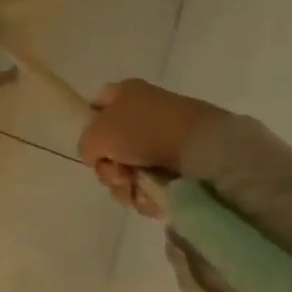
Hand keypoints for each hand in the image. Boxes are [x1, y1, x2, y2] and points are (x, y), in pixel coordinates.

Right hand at [76, 80, 222, 217]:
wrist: (205, 148)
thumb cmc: (144, 132)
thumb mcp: (96, 136)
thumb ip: (86, 146)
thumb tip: (99, 158)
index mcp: (126, 93)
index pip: (96, 107)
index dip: (89, 128)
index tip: (94, 149)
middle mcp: (146, 112)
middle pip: (112, 146)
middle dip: (110, 169)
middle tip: (118, 177)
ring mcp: (167, 138)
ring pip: (132, 169)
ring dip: (127, 187)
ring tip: (137, 193)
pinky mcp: (186, 163)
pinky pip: (156, 182)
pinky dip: (150, 194)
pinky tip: (153, 199)